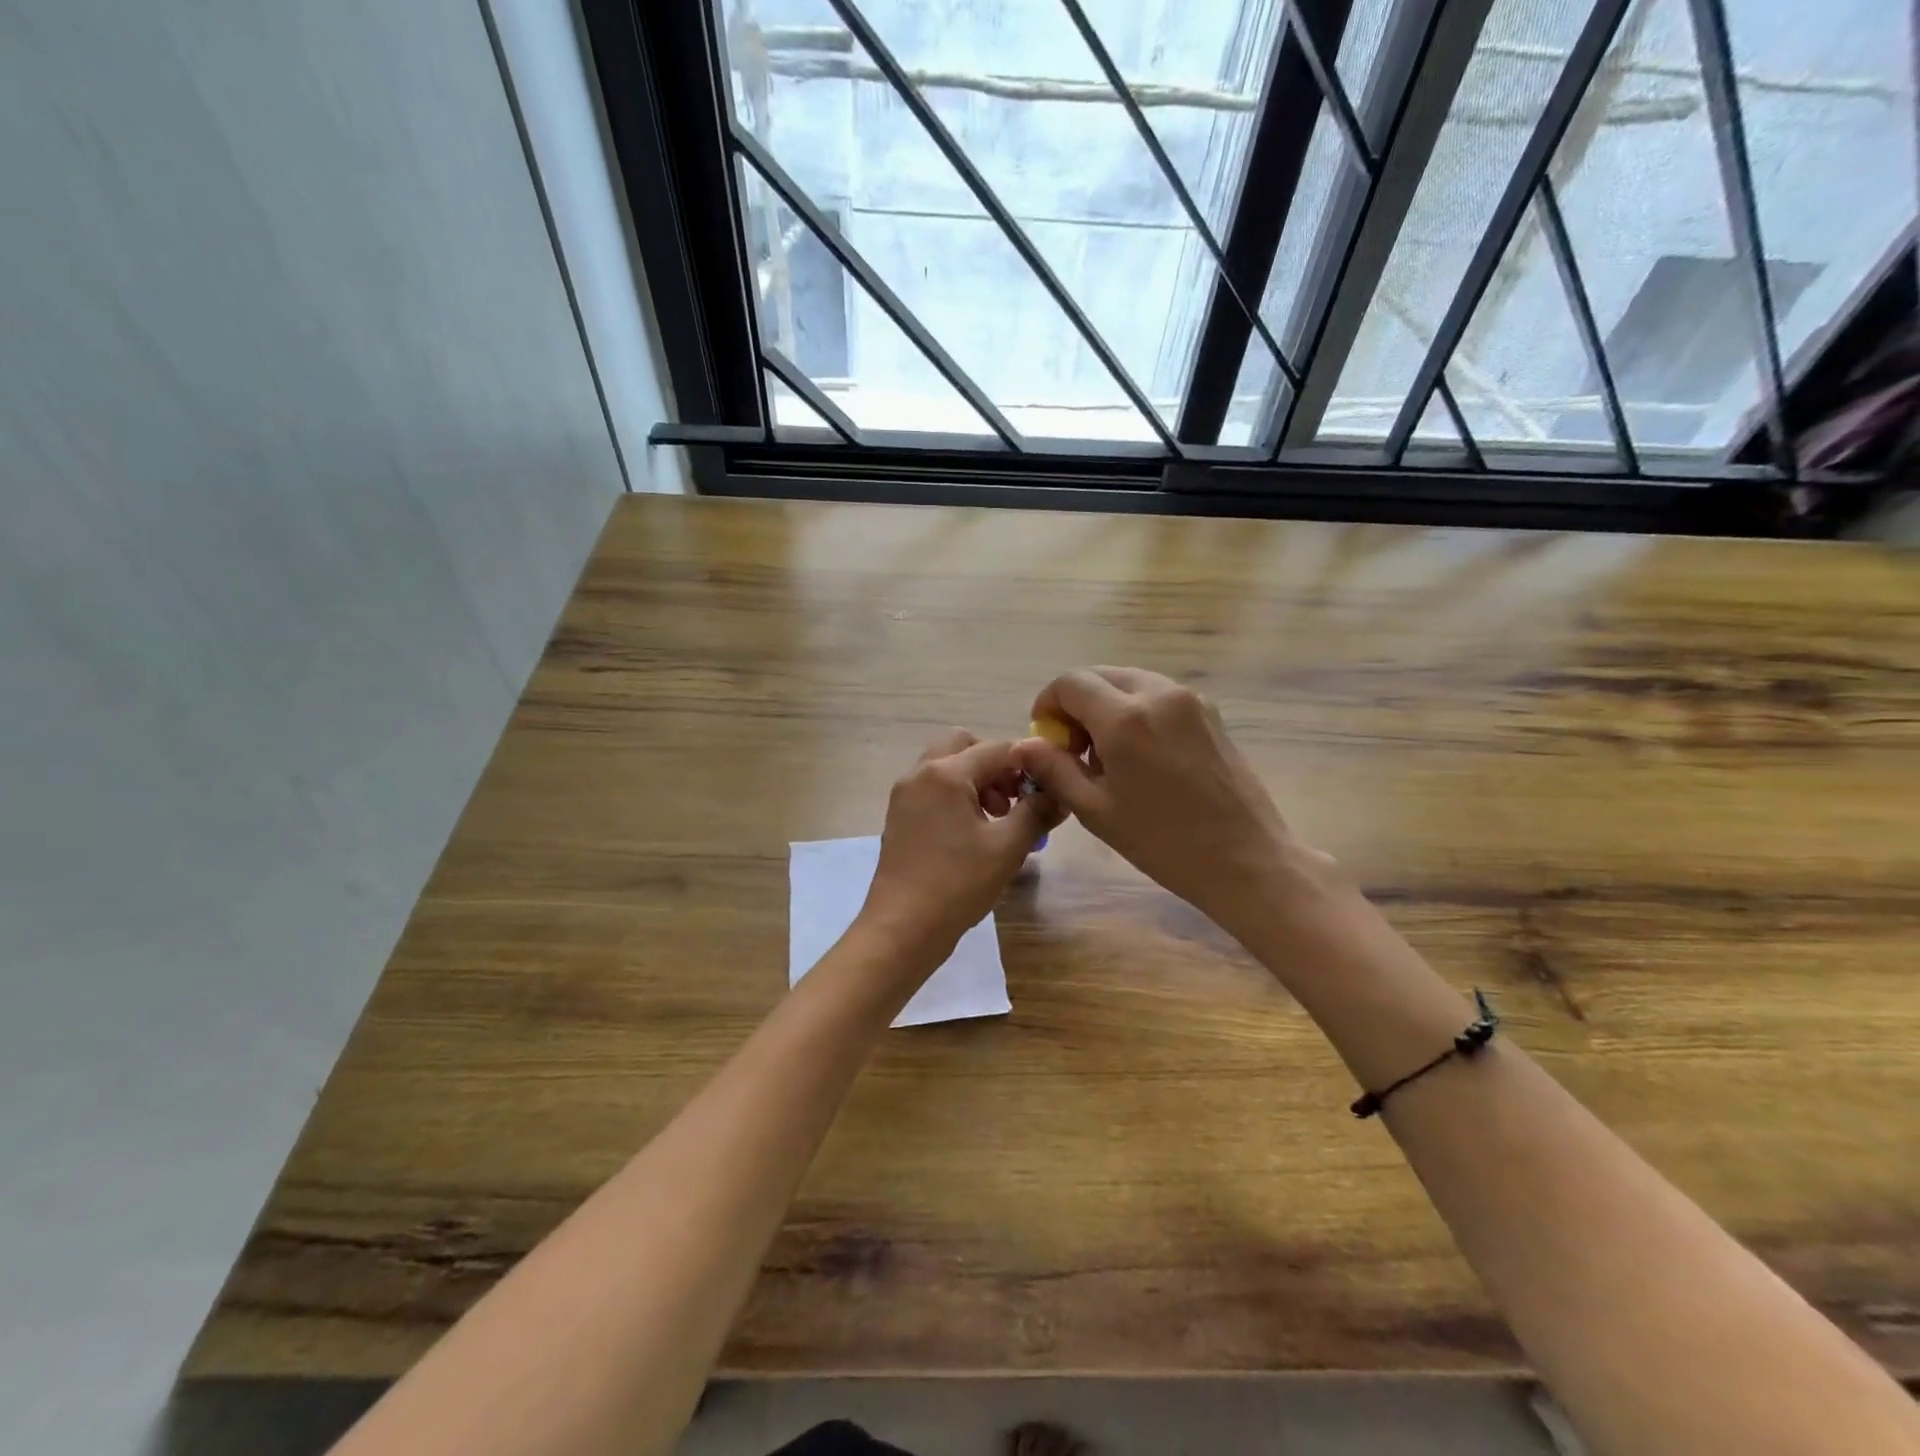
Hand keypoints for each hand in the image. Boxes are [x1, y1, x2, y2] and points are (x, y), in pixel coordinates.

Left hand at [857, 729, 1061, 966]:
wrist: (902, 928)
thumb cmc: (957, 884)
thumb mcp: (1007, 848)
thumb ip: (1037, 812)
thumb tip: (1060, 793)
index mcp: (945, 773)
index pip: (997, 748)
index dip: (1027, 764)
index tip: (1045, 791)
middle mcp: (919, 774)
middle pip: (964, 746)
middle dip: (995, 766)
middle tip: (1013, 801)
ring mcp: (904, 795)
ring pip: (947, 767)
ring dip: (976, 781)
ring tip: (997, 820)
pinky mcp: (899, 816)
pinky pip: (933, 789)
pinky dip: (956, 796)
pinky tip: (972, 834)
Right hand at [1013, 667, 1305, 929]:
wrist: (1245, 859)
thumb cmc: (1163, 842)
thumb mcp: (1095, 810)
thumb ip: (1054, 769)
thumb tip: (1024, 745)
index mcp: (1124, 717)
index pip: (1070, 683)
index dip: (1048, 704)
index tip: (1046, 737)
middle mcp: (1158, 693)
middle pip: (1100, 675)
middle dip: (1077, 704)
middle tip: (1074, 749)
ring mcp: (1189, 699)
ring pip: (1130, 682)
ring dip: (1107, 706)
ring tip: (1109, 756)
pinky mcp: (1210, 712)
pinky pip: (1158, 695)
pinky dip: (1137, 711)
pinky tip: (1142, 756)